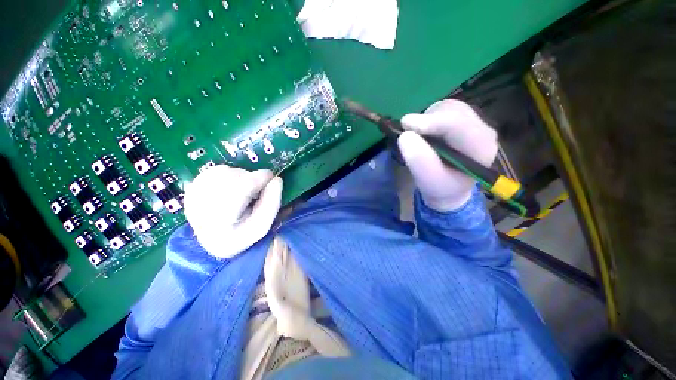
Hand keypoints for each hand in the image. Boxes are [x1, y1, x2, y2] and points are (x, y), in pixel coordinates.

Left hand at [184, 166, 282, 258]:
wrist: (216, 240)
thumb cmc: (244, 233)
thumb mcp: (263, 224)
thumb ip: (272, 202)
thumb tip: (277, 179)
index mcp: (220, 228)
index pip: (240, 191)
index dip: (259, 179)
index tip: (273, 177)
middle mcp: (199, 212)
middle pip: (231, 179)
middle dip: (250, 179)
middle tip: (256, 190)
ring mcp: (192, 199)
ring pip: (223, 172)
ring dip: (240, 177)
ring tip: (243, 193)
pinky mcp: (190, 190)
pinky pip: (214, 171)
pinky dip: (228, 176)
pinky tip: (231, 189)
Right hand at [397, 100, 498, 211]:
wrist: (449, 187)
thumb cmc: (441, 187)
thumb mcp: (428, 180)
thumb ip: (418, 160)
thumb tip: (405, 135)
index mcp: (481, 147)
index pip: (459, 125)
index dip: (432, 121)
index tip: (406, 125)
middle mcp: (482, 130)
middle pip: (453, 111)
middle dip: (427, 119)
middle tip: (407, 131)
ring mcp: (473, 122)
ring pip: (447, 107)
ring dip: (427, 118)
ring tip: (417, 135)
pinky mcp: (463, 119)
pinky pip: (443, 109)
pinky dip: (428, 118)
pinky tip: (425, 132)